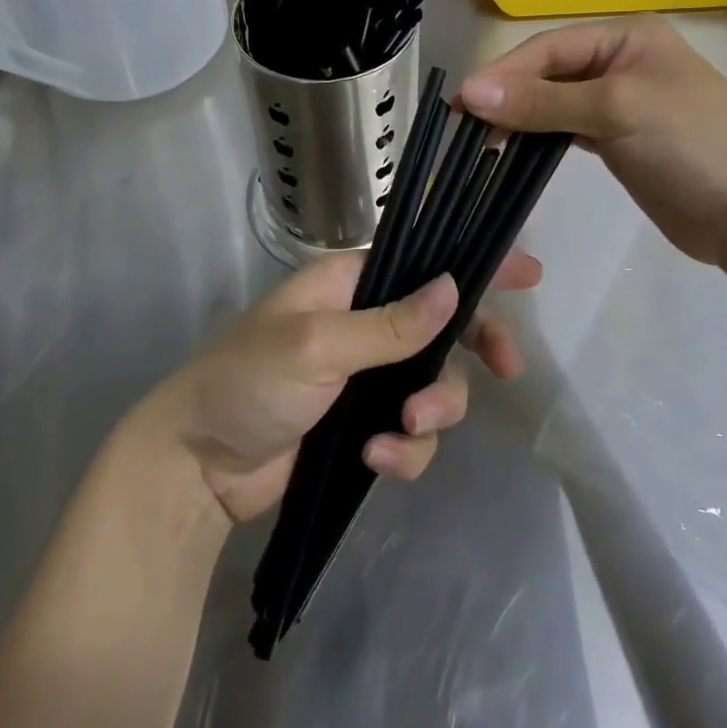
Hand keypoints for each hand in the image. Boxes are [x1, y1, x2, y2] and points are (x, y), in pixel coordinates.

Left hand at [151, 249, 542, 523]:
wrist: (197, 466)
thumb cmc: (248, 380)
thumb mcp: (316, 344)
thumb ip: (389, 324)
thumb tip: (454, 286)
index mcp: (351, 283)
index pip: (423, 261)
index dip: (474, 264)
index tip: (529, 273)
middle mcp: (367, 323)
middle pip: (445, 326)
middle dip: (474, 348)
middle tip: (507, 368)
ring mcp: (367, 378)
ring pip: (435, 384)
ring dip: (435, 409)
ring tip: (404, 427)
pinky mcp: (364, 426)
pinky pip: (412, 433)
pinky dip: (405, 448)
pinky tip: (375, 460)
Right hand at [459, 15, 726, 266]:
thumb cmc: (690, 144)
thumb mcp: (615, 110)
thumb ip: (542, 101)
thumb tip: (471, 93)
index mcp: (627, 38)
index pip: (550, 49)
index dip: (504, 73)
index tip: (461, 100)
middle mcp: (621, 63)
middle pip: (549, 73)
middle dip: (508, 96)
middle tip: (463, 124)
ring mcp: (621, 103)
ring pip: (554, 102)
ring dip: (519, 118)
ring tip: (479, 140)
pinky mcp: (618, 140)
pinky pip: (566, 129)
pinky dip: (539, 137)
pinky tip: (512, 149)